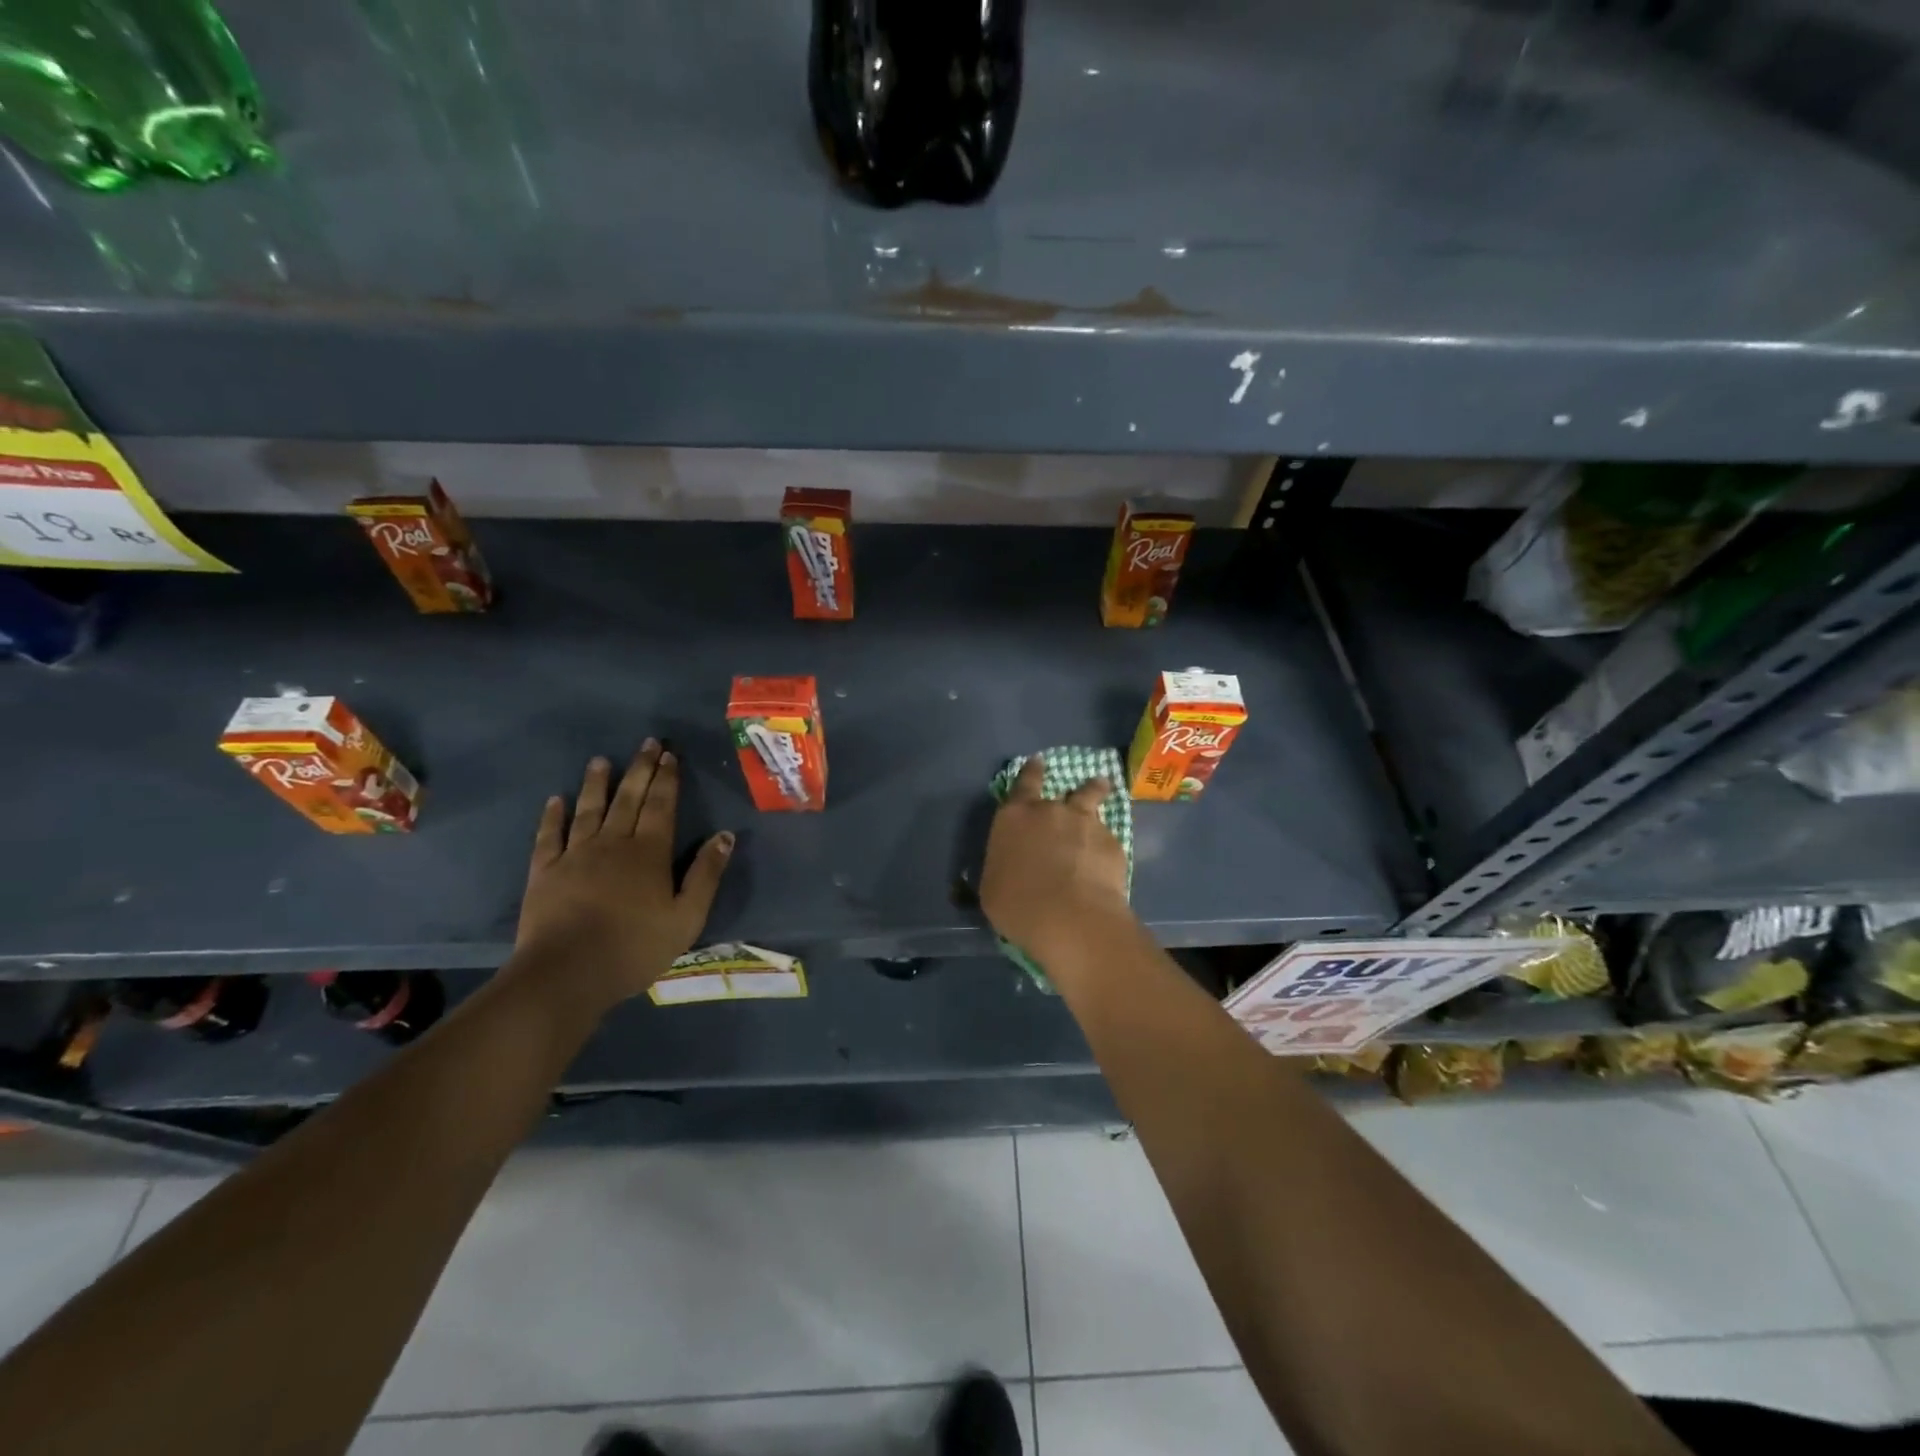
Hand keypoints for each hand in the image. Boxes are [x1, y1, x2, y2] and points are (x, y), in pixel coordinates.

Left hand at [512, 741, 733, 1011]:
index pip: (661, 805)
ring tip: (601, 760)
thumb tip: (725, 835)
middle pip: (628, 798)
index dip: (667, 779)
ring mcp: (575, 855)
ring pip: (588, 809)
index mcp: (649, 852)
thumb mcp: (687, 917)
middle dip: (640, 769)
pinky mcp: (545, 872)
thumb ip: (706, 875)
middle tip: (647, 743)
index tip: (670, 754)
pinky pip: (549, 836)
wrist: (567, 973)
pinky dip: (552, 816)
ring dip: (596, 783)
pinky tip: (555, 800)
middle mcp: (613, 843)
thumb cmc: (635, 947)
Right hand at [980, 757, 1132, 964]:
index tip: (1038, 762)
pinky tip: (1106, 859)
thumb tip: (1007, 867)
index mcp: (1015, 817)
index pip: (1023, 783)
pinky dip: (1105, 843)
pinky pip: (1107, 837)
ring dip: (1096, 791)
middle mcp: (1051, 811)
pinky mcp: (1112, 843)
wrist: (1070, 918)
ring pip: (1093, 797)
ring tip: (1102, 787)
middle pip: (1064, 789)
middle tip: (1078, 785)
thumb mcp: (992, 887)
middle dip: (1070, 787)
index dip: (1031, 771)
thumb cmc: (1017, 905)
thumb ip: (1003, 866)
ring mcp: (1085, 823)